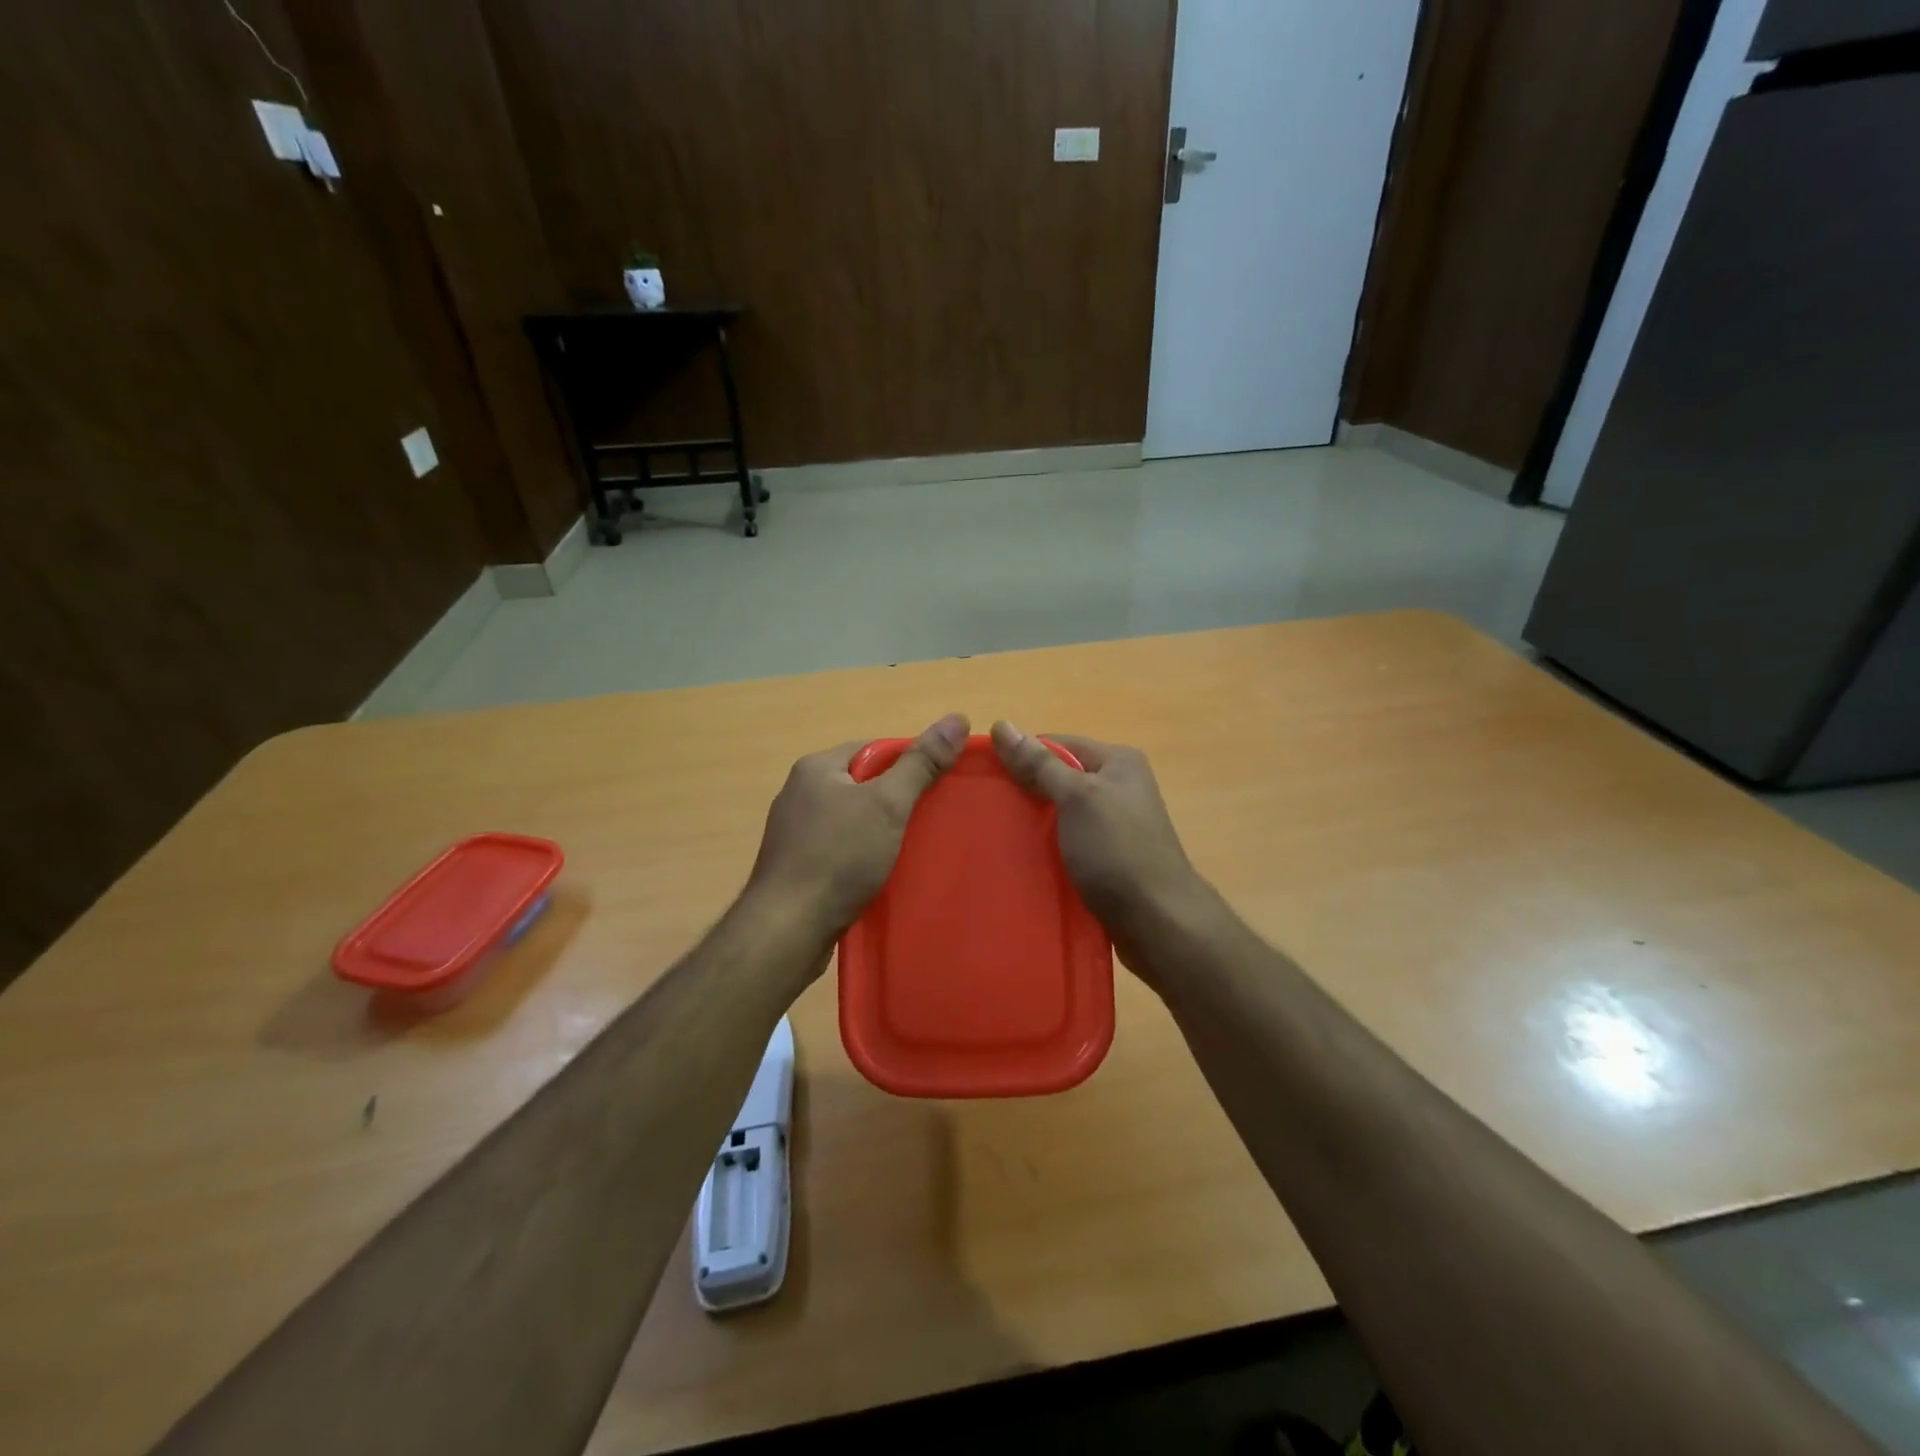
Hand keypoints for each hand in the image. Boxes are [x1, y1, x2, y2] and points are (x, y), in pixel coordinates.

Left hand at [747, 713, 969, 937]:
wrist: (787, 929)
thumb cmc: (838, 857)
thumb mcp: (887, 804)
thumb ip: (921, 763)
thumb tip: (956, 718)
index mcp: (816, 768)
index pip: (873, 750)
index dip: (908, 765)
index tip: (936, 788)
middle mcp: (799, 793)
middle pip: (862, 785)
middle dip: (896, 802)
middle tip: (930, 821)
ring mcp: (794, 832)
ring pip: (852, 821)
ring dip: (880, 833)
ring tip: (912, 850)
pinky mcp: (797, 867)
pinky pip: (839, 850)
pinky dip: (862, 858)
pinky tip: (881, 875)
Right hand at [989, 722, 1207, 962]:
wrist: (1157, 921)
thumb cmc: (1117, 850)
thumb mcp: (1076, 798)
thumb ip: (1039, 764)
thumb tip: (1002, 724)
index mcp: (1117, 762)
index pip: (1058, 744)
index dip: (1022, 756)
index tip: (986, 777)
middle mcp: (1119, 787)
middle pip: (1059, 779)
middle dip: (1025, 792)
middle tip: (987, 809)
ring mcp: (1115, 825)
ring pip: (1061, 814)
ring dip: (1034, 824)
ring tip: (996, 836)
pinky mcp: (1109, 858)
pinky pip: (1069, 843)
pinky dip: (1047, 849)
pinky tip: (1022, 860)